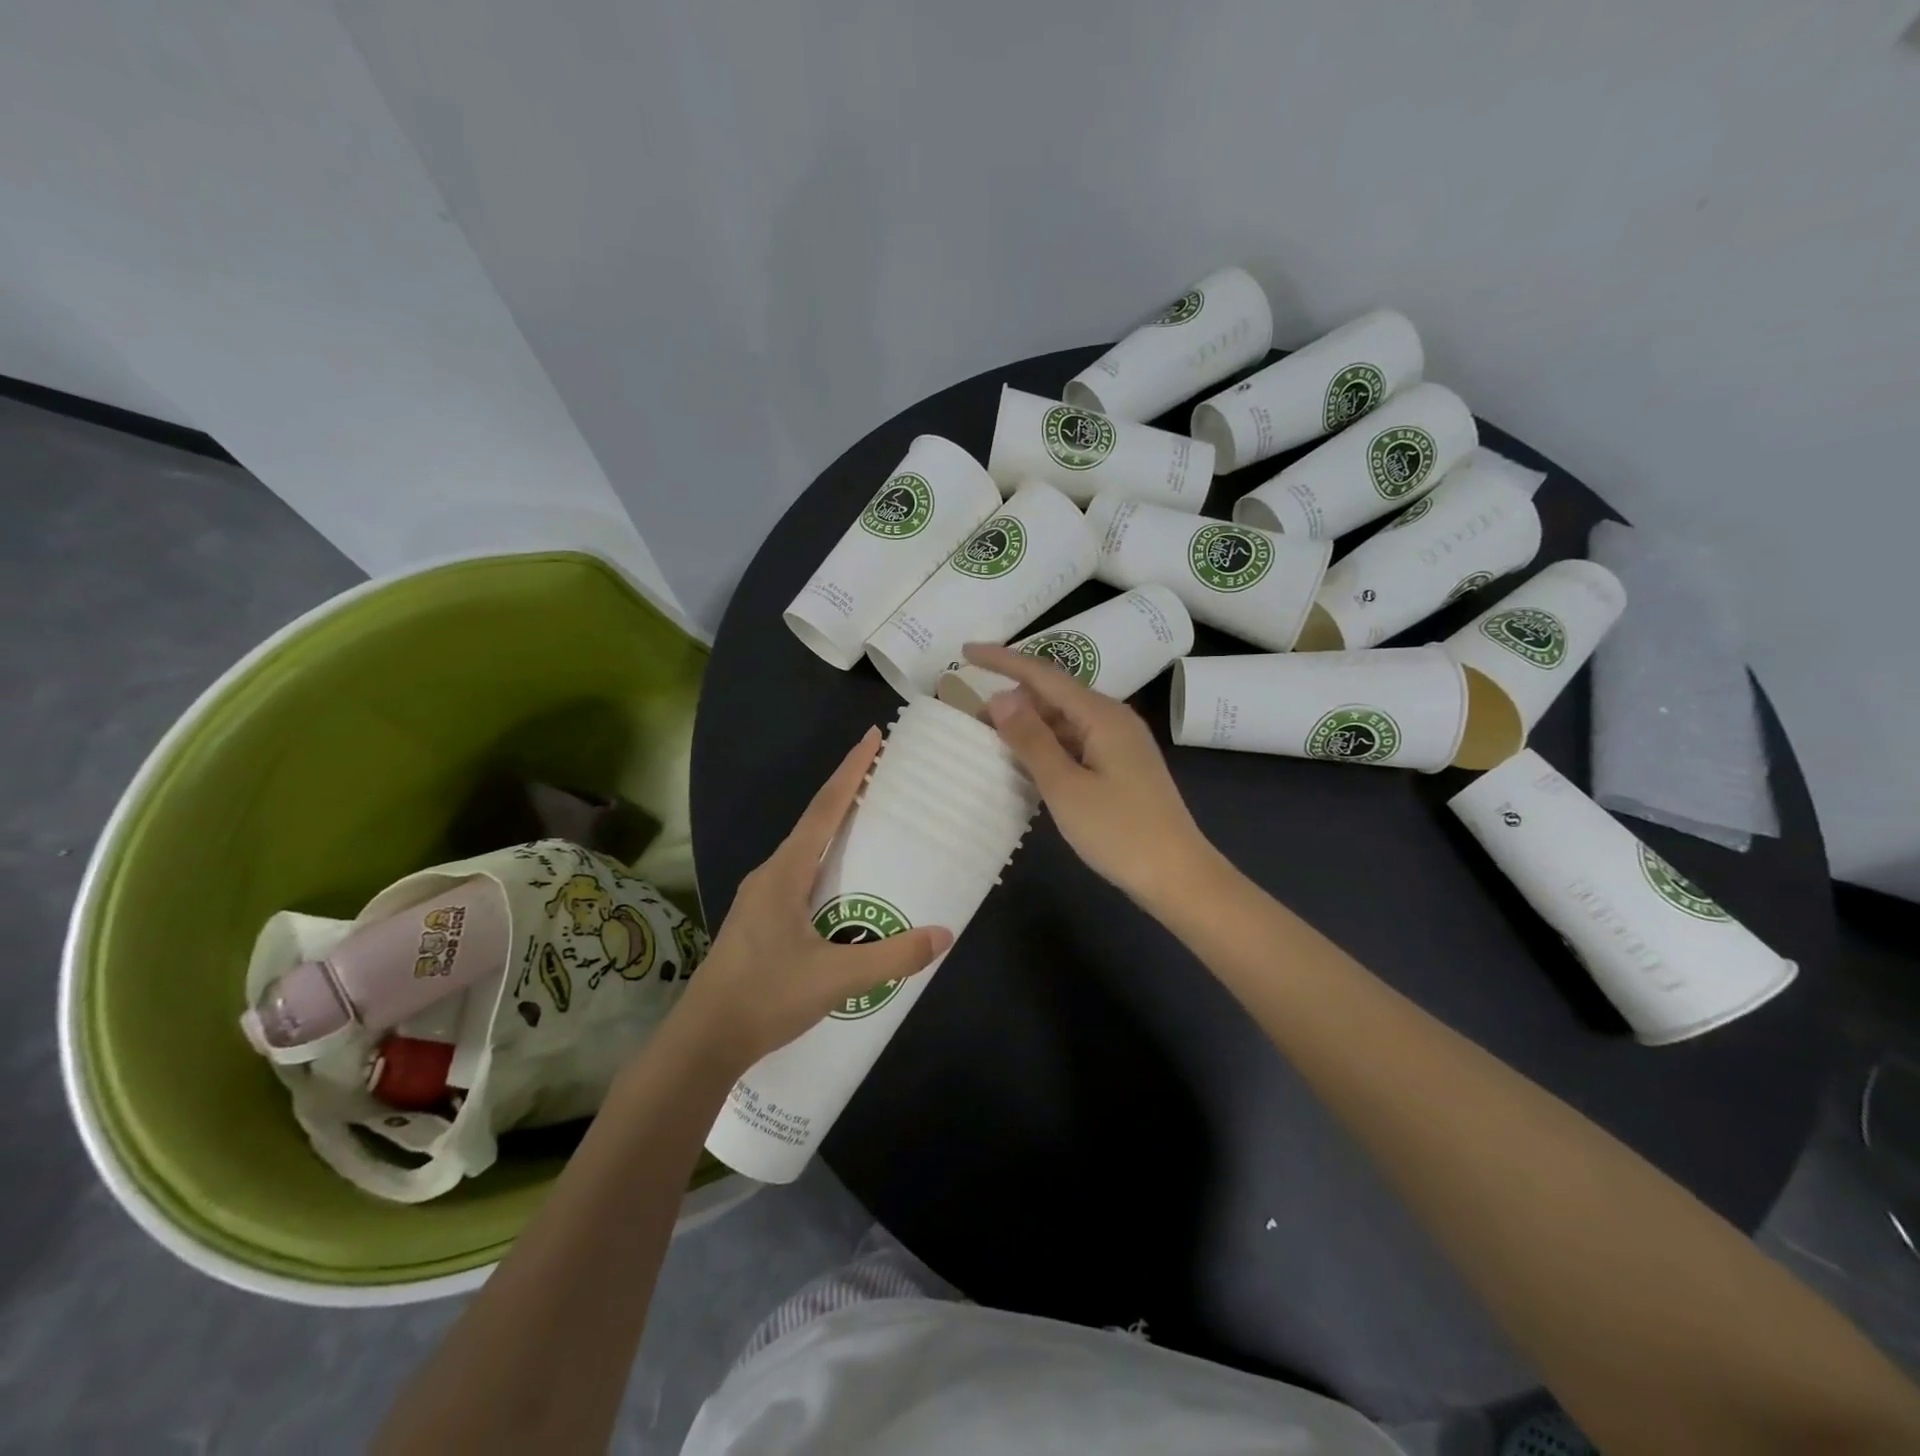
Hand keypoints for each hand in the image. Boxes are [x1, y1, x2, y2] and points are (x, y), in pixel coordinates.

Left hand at [674, 729, 952, 1070]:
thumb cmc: (766, 997)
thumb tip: (943, 935)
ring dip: (836, 830)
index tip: (872, 738)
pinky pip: (801, 875)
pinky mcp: (760, 920)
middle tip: (883, 777)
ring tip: (871, 823)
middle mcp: (770, 875)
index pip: (824, 809)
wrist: (704, 1041)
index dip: (851, 771)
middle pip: (815, 822)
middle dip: (848, 794)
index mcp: (784, 873)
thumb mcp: (837, 978)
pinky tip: (844, 885)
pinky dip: (827, 863)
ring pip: (806, 851)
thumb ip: (892, 957)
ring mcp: (761, 898)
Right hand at [962, 642, 1216, 906]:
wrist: (1177, 876)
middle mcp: (1112, 719)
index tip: (965, 652)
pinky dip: (1047, 747)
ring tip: (990, 742)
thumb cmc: (1119, 831)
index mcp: (1101, 715)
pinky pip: (1075, 743)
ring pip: (1064, 721)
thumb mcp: (1065, 786)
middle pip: (1054, 695)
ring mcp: (1119, 744)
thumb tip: (1000, 697)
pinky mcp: (1120, 767)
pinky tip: (1026, 765)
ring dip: (1028, 727)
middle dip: (1012, 700)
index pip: (1043, 674)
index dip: (1002, 660)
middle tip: (971, 719)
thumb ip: (1031, 739)